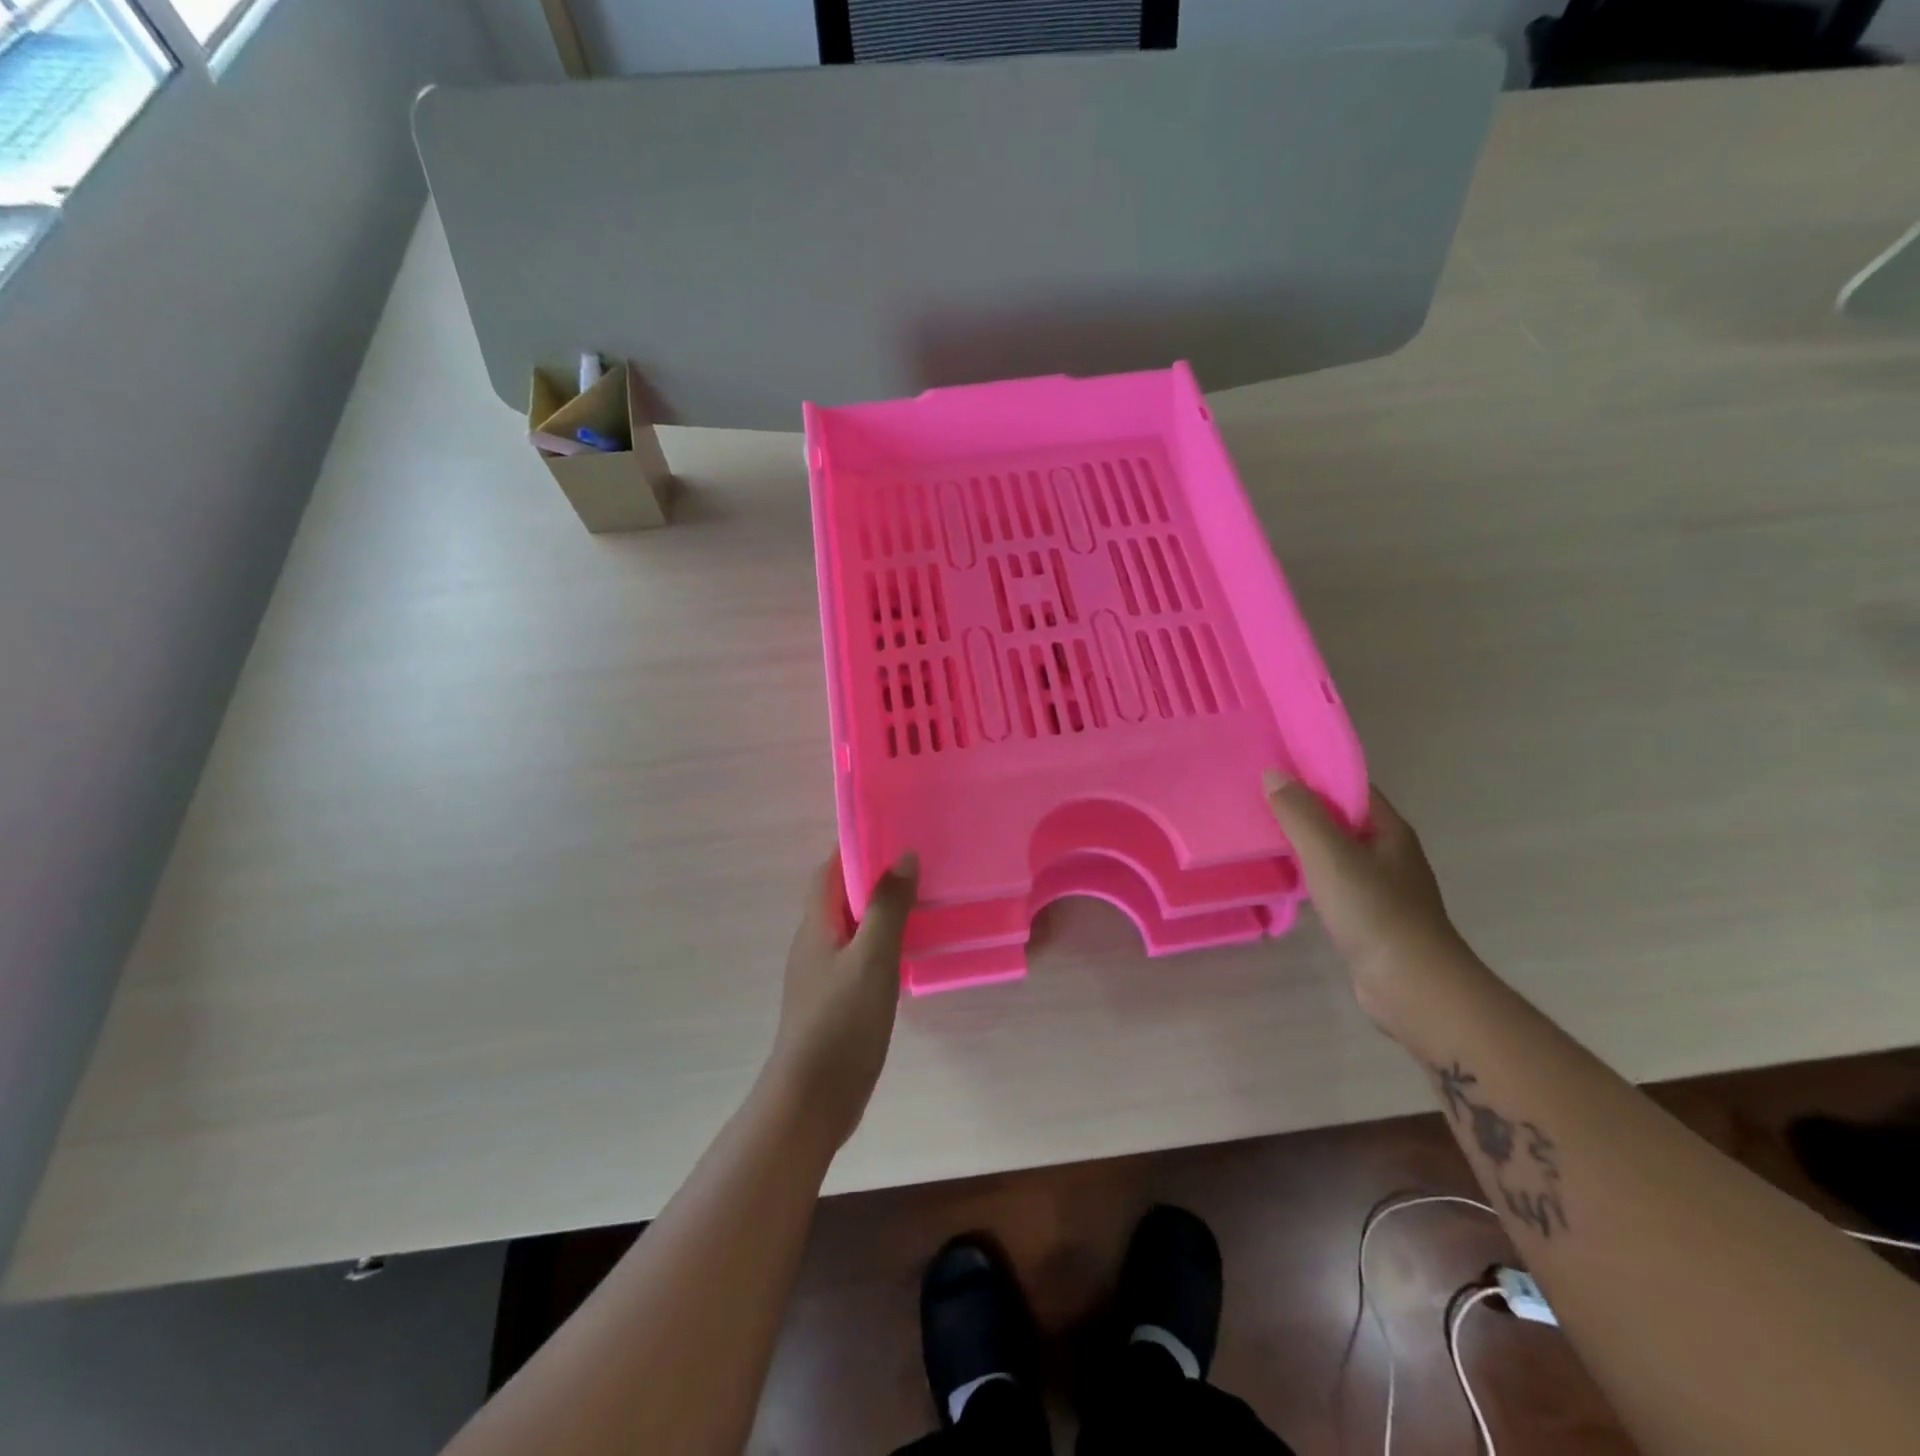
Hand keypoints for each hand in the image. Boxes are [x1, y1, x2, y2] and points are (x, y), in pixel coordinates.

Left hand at [765, 848, 918, 1149]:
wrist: (812, 1099)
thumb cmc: (840, 1022)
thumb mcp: (872, 959)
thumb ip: (888, 907)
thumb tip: (903, 856)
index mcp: (816, 925)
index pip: (830, 869)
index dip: (856, 845)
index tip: (893, 827)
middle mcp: (815, 942)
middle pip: (842, 894)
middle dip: (874, 873)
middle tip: (919, 859)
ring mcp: (825, 972)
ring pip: (854, 925)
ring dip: (881, 908)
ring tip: (924, 895)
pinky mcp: (837, 999)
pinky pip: (861, 954)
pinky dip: (884, 941)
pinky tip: (911, 948)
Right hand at [1263, 772, 1469, 1029]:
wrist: (1412, 986)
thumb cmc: (1374, 911)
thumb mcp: (1330, 855)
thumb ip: (1301, 814)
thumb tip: (1274, 774)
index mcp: (1388, 829)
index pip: (1350, 786)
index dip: (1314, 773)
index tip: (1274, 768)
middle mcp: (1389, 851)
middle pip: (1342, 817)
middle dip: (1304, 807)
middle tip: (1257, 799)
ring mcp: (1382, 885)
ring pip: (1336, 851)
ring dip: (1304, 842)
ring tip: (1262, 834)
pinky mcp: (1370, 915)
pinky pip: (1334, 880)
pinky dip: (1310, 873)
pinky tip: (1285, 878)